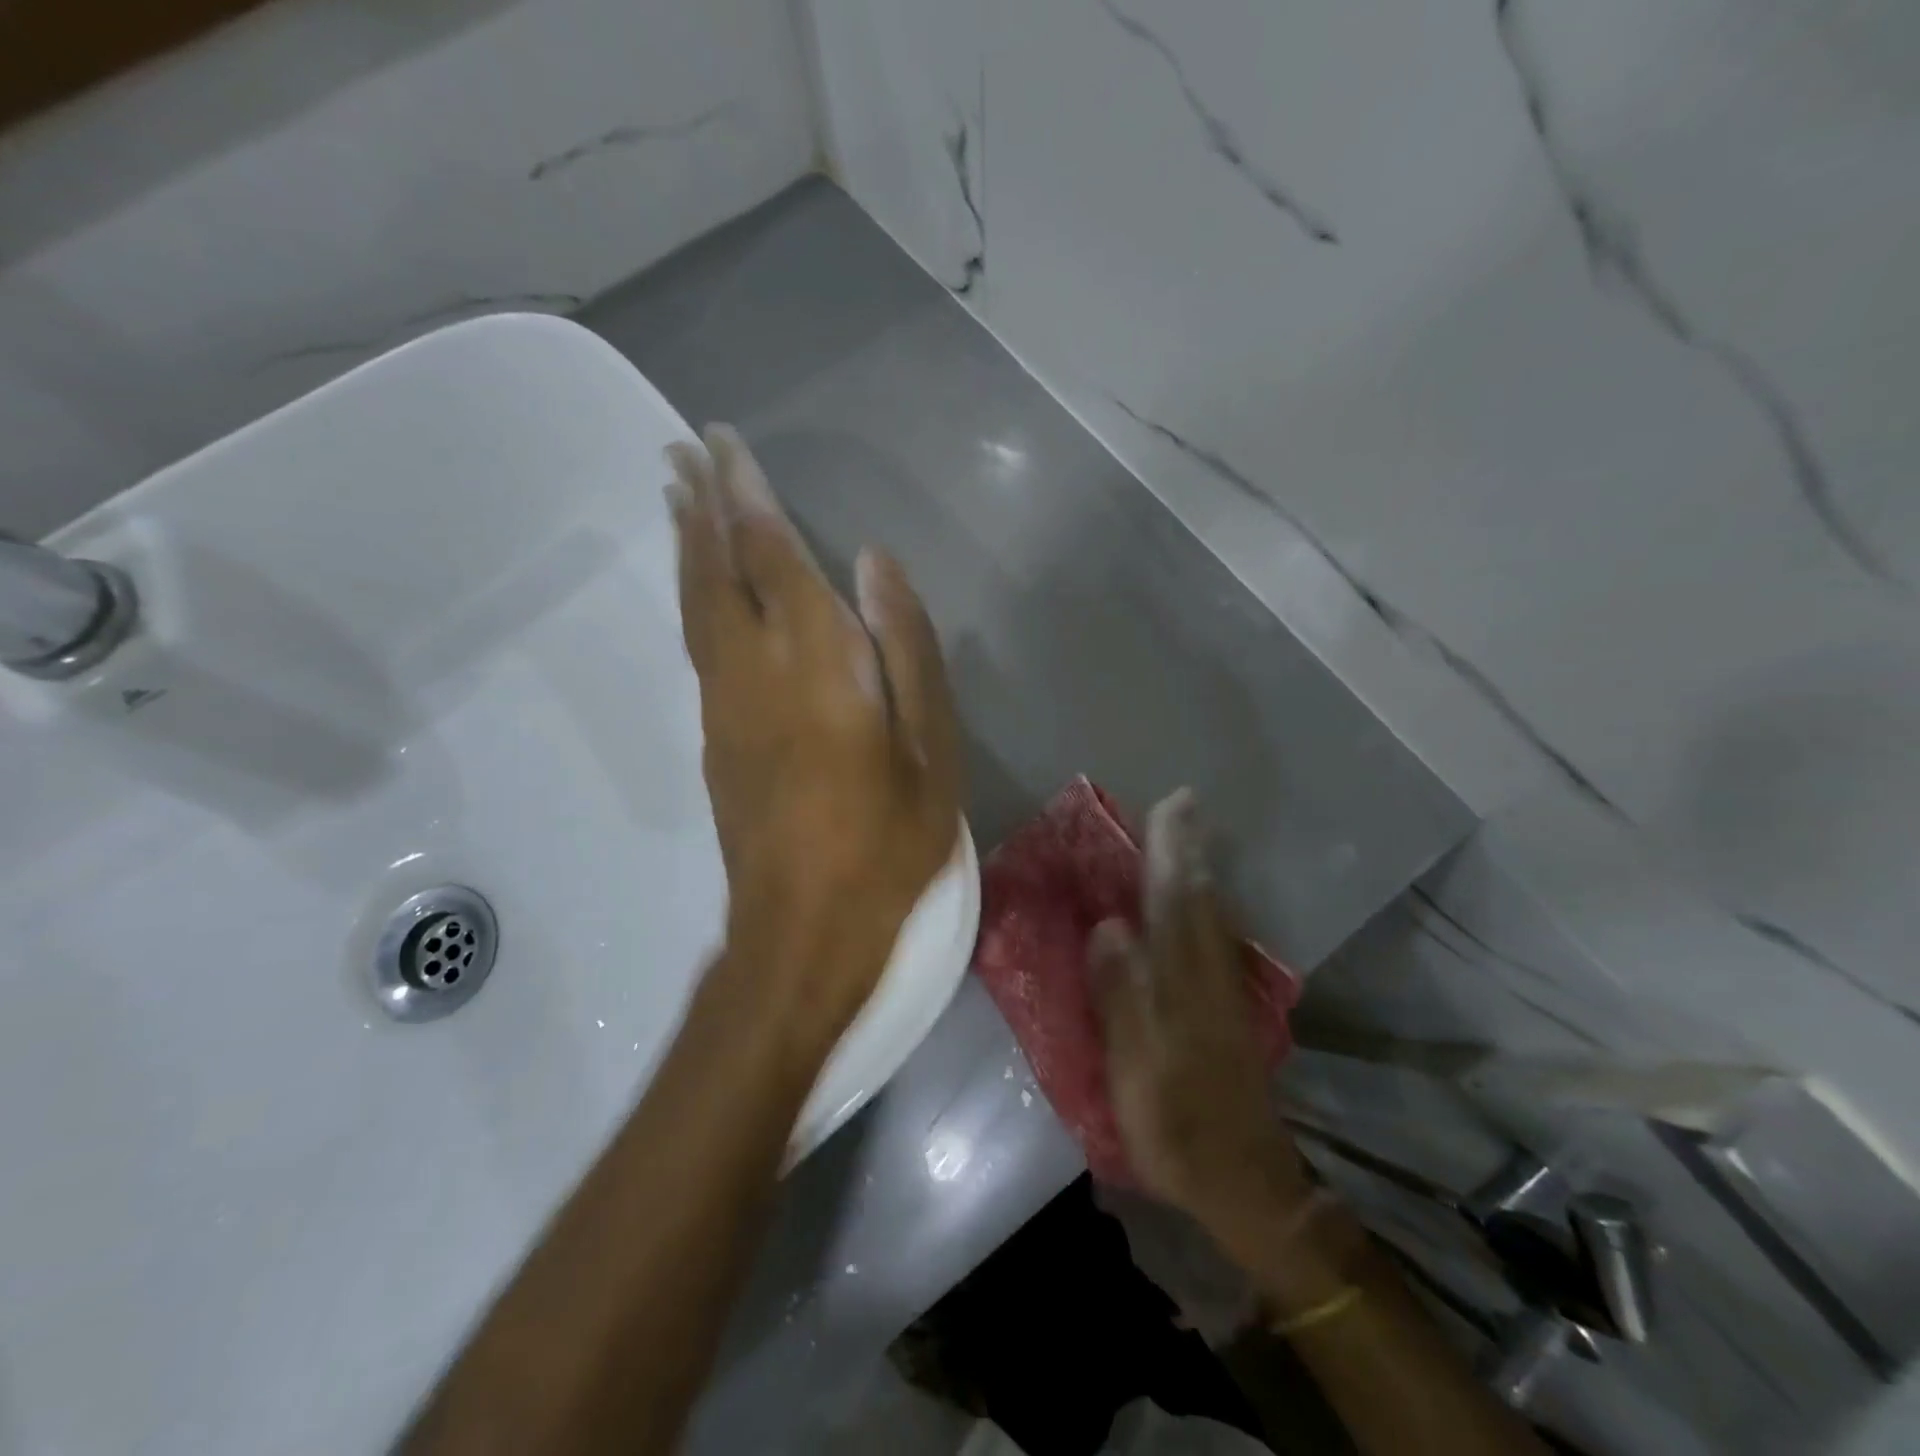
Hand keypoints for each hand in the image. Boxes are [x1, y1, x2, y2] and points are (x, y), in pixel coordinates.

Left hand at [668, 425, 963, 1043]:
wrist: (803, 928)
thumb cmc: (886, 841)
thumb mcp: (931, 748)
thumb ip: (906, 648)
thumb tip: (873, 563)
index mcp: (815, 661)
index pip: (769, 553)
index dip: (746, 494)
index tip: (723, 443)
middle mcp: (753, 669)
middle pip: (714, 568)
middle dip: (700, 505)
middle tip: (681, 451)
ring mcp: (723, 705)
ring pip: (695, 605)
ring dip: (688, 546)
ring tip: (678, 498)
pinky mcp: (714, 739)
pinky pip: (699, 645)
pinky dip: (694, 597)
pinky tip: (703, 590)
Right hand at [1089, 791, 1310, 1238]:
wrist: (1244, 1180)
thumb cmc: (1178, 1123)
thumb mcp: (1136, 1066)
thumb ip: (1122, 994)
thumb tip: (1109, 926)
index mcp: (1182, 980)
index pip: (1174, 899)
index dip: (1171, 850)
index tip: (1171, 803)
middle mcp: (1208, 973)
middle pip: (1199, 897)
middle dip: (1189, 848)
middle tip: (1181, 806)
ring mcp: (1222, 991)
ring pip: (1210, 915)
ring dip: (1198, 871)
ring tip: (1186, 839)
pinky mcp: (1227, 1011)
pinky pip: (1211, 937)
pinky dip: (1202, 906)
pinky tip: (1195, 905)